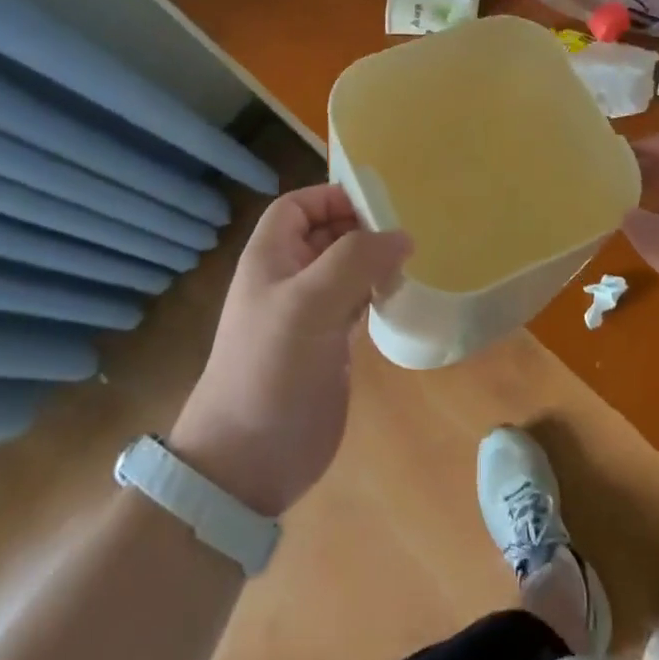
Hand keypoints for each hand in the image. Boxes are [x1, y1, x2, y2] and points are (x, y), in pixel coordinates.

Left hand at [169, 185, 410, 516]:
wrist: (248, 462)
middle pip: (326, 233)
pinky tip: (400, 295)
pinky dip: (377, 292)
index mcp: (270, 257)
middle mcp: (288, 278)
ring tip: (410, 261)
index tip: (377, 204)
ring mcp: (308, 313)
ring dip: (374, 260)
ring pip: (345, 268)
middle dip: (362, 227)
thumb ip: (356, 260)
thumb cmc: (270, 369)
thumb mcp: (309, 303)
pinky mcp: (328, 344)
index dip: (332, 197)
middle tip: (406, 232)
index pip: (298, 205)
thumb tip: (402, 236)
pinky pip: (356, 301)